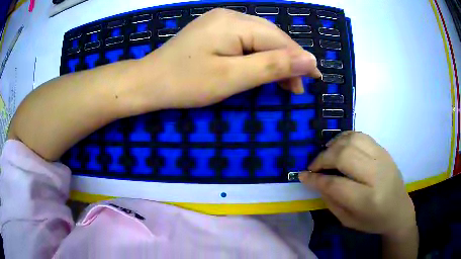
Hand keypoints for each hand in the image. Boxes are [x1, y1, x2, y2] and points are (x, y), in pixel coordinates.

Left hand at [135, 8, 320, 110]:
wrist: (148, 82)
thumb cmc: (185, 83)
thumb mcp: (233, 77)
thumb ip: (272, 66)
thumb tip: (310, 60)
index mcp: (235, 23)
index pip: (279, 40)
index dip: (299, 60)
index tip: (315, 80)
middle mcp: (230, 16)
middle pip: (271, 37)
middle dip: (288, 61)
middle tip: (297, 87)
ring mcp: (220, 22)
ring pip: (260, 39)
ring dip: (275, 59)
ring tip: (285, 82)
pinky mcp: (214, 32)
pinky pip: (245, 41)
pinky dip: (258, 56)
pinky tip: (262, 68)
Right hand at [299, 132, 415, 237]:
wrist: (399, 209)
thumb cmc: (373, 221)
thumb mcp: (348, 220)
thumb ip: (331, 200)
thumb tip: (315, 181)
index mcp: (368, 200)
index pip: (336, 184)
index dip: (315, 179)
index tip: (303, 176)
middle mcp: (377, 175)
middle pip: (344, 156)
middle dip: (323, 159)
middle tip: (314, 166)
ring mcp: (382, 158)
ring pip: (352, 140)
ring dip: (333, 145)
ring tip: (326, 154)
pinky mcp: (384, 150)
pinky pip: (361, 136)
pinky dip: (345, 138)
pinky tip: (339, 146)